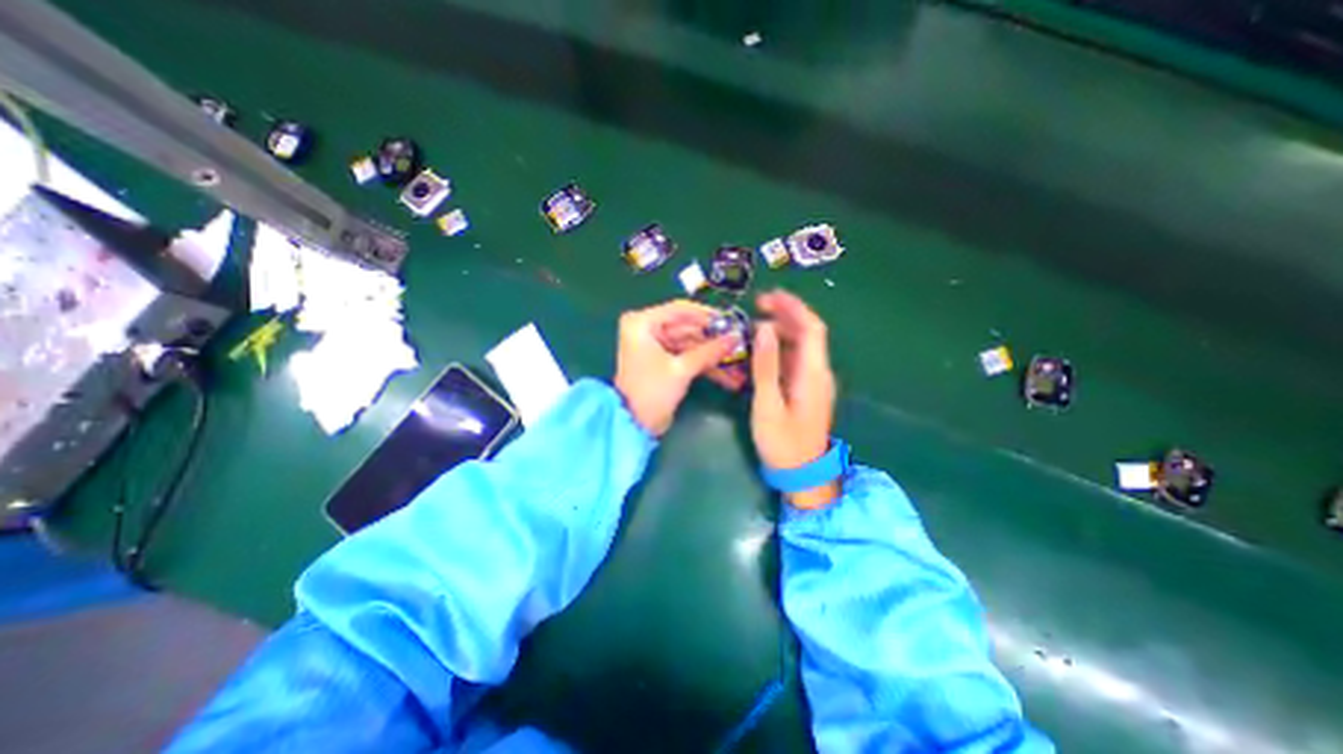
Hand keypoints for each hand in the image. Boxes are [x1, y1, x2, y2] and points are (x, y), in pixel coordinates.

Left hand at [615, 298, 738, 436]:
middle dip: (713, 339)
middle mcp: (647, 329)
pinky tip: (728, 376)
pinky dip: (704, 365)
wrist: (633, 425)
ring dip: (712, 355)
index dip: (707, 315)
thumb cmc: (651, 392)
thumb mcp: (681, 370)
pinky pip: (686, 356)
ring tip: (738, 363)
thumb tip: (736, 337)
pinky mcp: (663, 361)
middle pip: (687, 328)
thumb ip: (709, 351)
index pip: (679, 310)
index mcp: (642, 323)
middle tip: (739, 343)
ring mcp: (655, 346)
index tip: (730, 322)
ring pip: (690, 344)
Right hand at [744, 292, 834, 508]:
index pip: (811, 328)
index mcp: (813, 373)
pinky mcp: (807, 389)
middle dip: (786, 314)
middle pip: (808, 333)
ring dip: (782, 329)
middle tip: (757, 306)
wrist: (803, 474)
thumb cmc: (783, 443)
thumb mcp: (768, 404)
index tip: (769, 297)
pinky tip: (763, 349)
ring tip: (756, 323)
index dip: (793, 307)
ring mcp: (814, 381)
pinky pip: (796, 359)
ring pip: (802, 345)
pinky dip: (781, 347)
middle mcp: (819, 372)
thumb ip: (766, 366)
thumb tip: (763, 328)